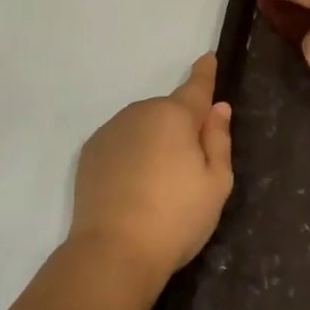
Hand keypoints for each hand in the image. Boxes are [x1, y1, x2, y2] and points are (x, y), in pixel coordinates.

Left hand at [68, 55, 233, 287]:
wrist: (113, 251)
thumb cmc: (176, 217)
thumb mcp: (216, 183)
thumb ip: (218, 140)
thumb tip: (218, 109)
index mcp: (175, 116)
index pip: (196, 86)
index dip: (205, 73)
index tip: (208, 58)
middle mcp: (141, 112)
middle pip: (168, 112)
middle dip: (179, 127)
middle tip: (188, 169)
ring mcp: (111, 131)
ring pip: (142, 126)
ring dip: (153, 141)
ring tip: (158, 185)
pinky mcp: (90, 152)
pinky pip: (120, 142)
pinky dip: (130, 154)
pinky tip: (132, 187)